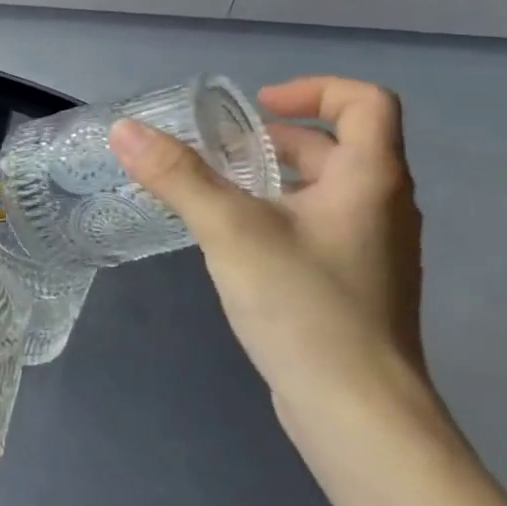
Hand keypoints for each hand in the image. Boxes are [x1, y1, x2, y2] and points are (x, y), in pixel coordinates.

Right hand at [108, 76, 430, 430]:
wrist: (358, 415)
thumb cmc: (305, 308)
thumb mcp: (231, 231)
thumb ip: (177, 176)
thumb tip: (124, 129)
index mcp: (371, 180)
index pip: (366, 102)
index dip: (312, 90)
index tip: (254, 107)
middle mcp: (382, 208)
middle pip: (337, 147)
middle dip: (273, 140)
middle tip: (214, 153)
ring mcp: (371, 251)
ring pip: (323, 191)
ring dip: (270, 179)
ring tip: (213, 194)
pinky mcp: (352, 286)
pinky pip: (315, 228)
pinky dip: (275, 216)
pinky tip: (232, 244)